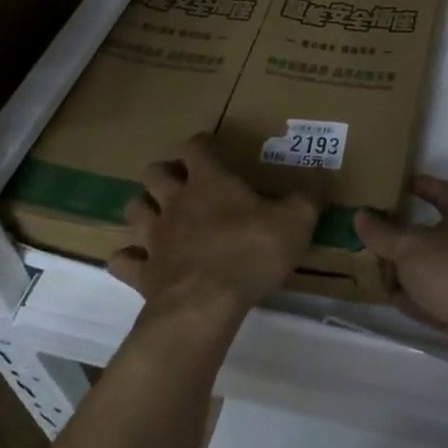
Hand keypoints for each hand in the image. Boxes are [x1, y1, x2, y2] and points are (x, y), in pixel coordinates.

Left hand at [110, 135, 320, 326]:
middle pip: (154, 174)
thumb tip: (323, 179)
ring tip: (156, 214)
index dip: (199, 144)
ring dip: (142, 208)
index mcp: (209, 181)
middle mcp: (176, 202)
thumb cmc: (251, 251)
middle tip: (179, 182)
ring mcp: (155, 237)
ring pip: (134, 210)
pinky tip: (134, 262)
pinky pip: (123, 261)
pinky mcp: (143, 273)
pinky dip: (127, 259)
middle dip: (163, 173)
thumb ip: (308, 199)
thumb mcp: (295, 221)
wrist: (206, 303)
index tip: (207, 145)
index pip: (194, 148)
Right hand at [354, 175, 447, 377]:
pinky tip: (394, 300)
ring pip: (435, 267)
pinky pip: (438, 297)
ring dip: (409, 268)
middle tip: (375, 231)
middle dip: (406, 233)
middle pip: (435, 231)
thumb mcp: (410, 247)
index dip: (417, 185)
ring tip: (377, 266)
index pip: (439, 190)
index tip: (395, 185)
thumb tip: (361, 215)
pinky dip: (418, 297)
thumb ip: (383, 233)